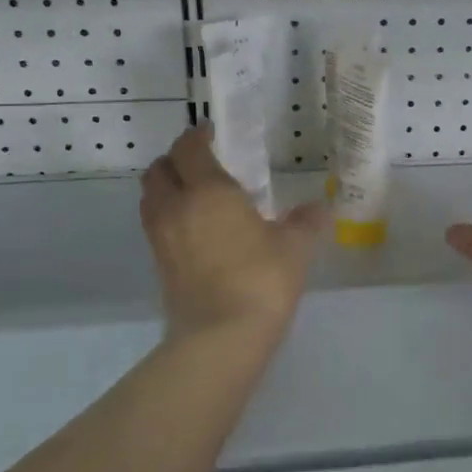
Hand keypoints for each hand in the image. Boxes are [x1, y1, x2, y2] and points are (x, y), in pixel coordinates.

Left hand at [140, 126, 323, 340]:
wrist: (220, 337)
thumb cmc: (260, 279)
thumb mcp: (294, 247)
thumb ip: (305, 222)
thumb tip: (319, 209)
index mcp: (208, 190)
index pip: (189, 148)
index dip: (198, 136)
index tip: (213, 134)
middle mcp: (176, 206)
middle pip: (159, 169)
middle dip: (176, 160)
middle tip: (202, 164)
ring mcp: (161, 238)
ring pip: (151, 198)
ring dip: (167, 188)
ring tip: (196, 196)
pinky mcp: (159, 265)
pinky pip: (156, 226)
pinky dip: (169, 217)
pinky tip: (196, 230)